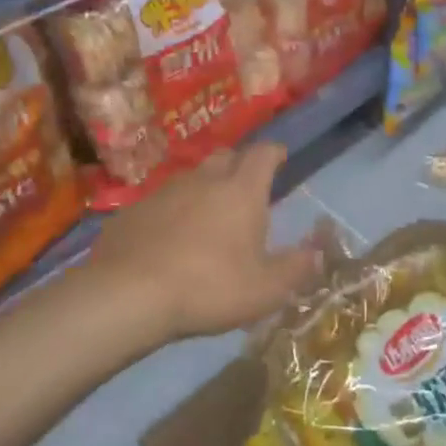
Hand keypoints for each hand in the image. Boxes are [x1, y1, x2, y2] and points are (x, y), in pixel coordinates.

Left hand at [83, 143, 323, 340]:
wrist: (128, 293)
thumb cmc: (209, 287)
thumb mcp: (265, 290)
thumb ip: (295, 269)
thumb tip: (317, 253)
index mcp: (241, 191)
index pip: (262, 154)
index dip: (273, 152)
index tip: (280, 156)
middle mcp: (203, 180)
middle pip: (225, 157)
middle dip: (239, 164)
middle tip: (245, 185)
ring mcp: (163, 191)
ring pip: (191, 178)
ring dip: (204, 188)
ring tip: (208, 213)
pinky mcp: (132, 210)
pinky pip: (160, 201)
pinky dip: (172, 211)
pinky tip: (168, 237)